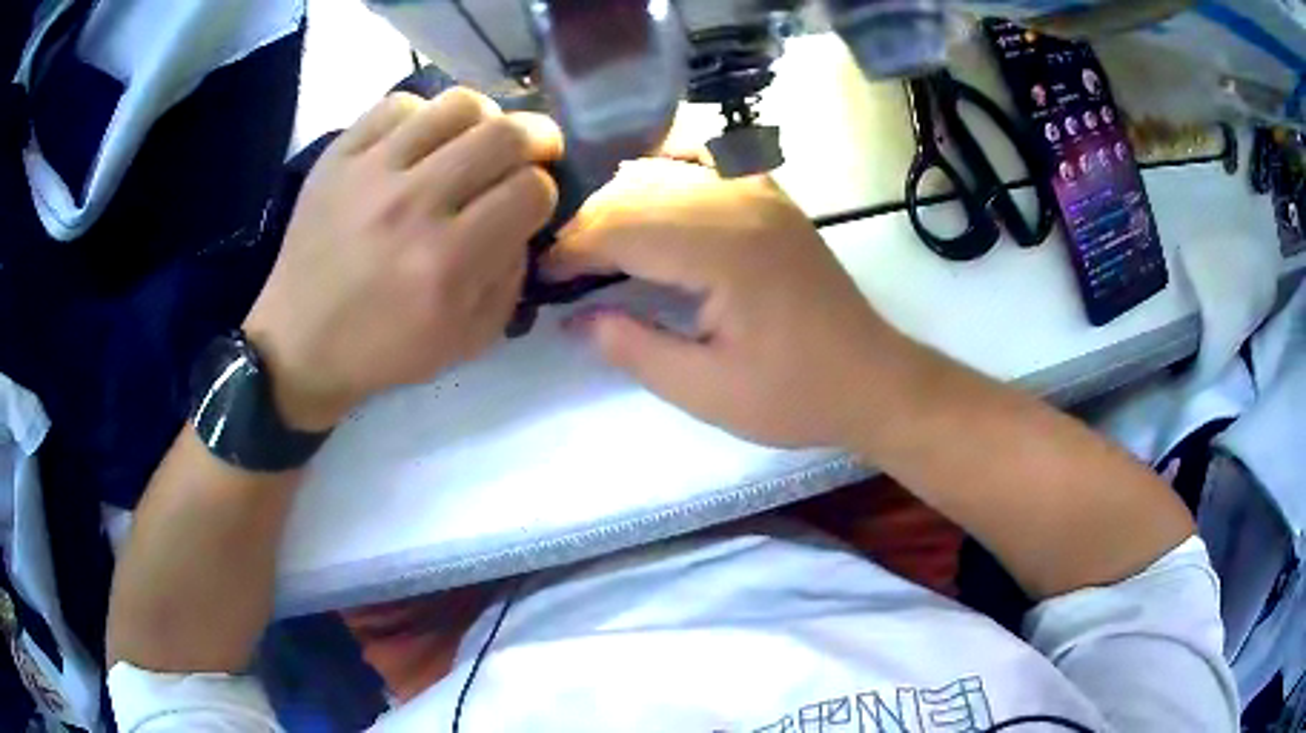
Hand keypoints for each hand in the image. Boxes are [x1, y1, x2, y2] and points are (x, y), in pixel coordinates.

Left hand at [244, 89, 562, 430]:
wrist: (299, 344)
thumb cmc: (384, 350)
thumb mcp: (468, 340)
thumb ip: (512, 278)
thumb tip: (524, 220)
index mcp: (447, 263)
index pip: (531, 190)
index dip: (545, 193)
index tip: (531, 203)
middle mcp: (413, 205)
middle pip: (506, 135)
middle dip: (537, 139)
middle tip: (534, 151)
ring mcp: (371, 172)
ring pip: (458, 105)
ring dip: (486, 118)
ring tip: (478, 139)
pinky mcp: (338, 155)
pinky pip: (399, 104)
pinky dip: (424, 115)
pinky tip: (420, 142)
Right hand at [546, 159, 920, 447]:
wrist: (873, 379)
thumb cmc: (795, 395)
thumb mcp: (705, 391)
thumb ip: (632, 347)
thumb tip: (574, 317)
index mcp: (725, 248)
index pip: (621, 227)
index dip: (573, 250)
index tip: (540, 277)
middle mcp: (740, 200)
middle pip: (636, 192)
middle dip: (588, 227)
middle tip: (562, 269)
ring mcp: (759, 190)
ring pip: (663, 173)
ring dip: (620, 204)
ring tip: (595, 246)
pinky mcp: (769, 196)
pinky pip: (701, 165)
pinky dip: (662, 176)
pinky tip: (645, 199)